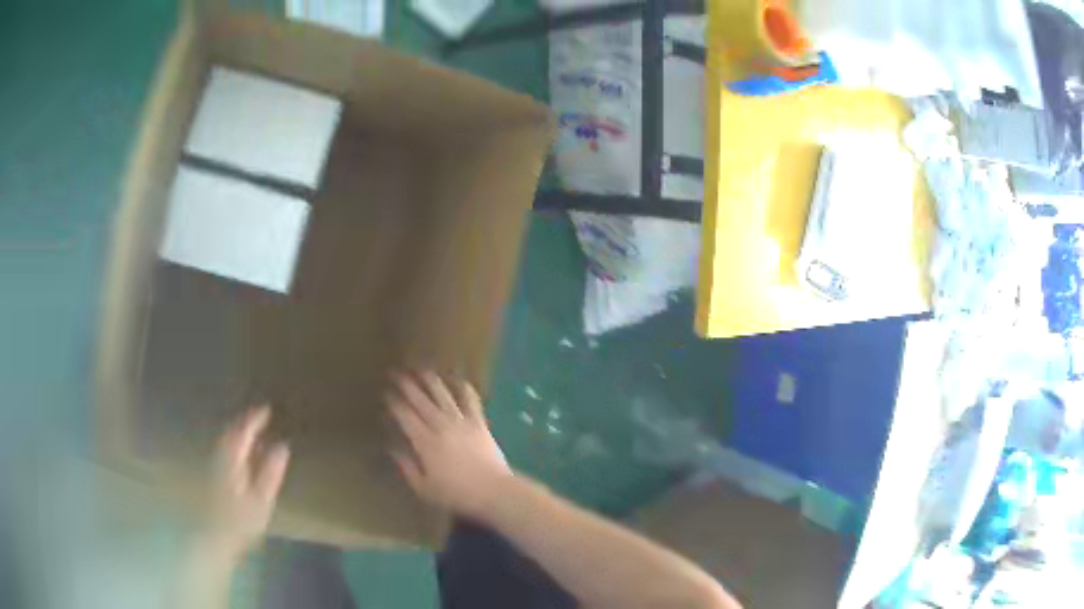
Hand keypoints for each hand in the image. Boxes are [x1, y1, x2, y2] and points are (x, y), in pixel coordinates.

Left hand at [201, 406, 290, 563]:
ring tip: (253, 432)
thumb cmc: (240, 521)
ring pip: (226, 440)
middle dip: (244, 422)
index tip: (267, 409)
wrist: (214, 538)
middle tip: (260, 416)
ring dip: (238, 432)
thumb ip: (270, 472)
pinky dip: (234, 444)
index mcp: (231, 458)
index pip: (242, 430)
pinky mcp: (213, 476)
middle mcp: (220, 456)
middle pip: (230, 432)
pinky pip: (224, 450)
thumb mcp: (261, 499)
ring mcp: (214, 465)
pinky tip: (242, 453)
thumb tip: (282, 445)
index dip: (254, 419)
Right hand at [388, 372, 511, 519]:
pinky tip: (459, 379)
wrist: (493, 491)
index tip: (387, 394)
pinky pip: (471, 401)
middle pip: (421, 401)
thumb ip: (406, 467)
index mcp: (425, 442)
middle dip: (407, 385)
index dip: (394, 403)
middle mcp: (441, 426)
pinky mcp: (479, 423)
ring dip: (431, 381)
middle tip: (396, 373)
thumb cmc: (456, 494)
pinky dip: (464, 388)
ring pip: (443, 395)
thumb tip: (392, 449)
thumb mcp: (424, 488)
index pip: (405, 416)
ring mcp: (462, 422)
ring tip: (422, 369)